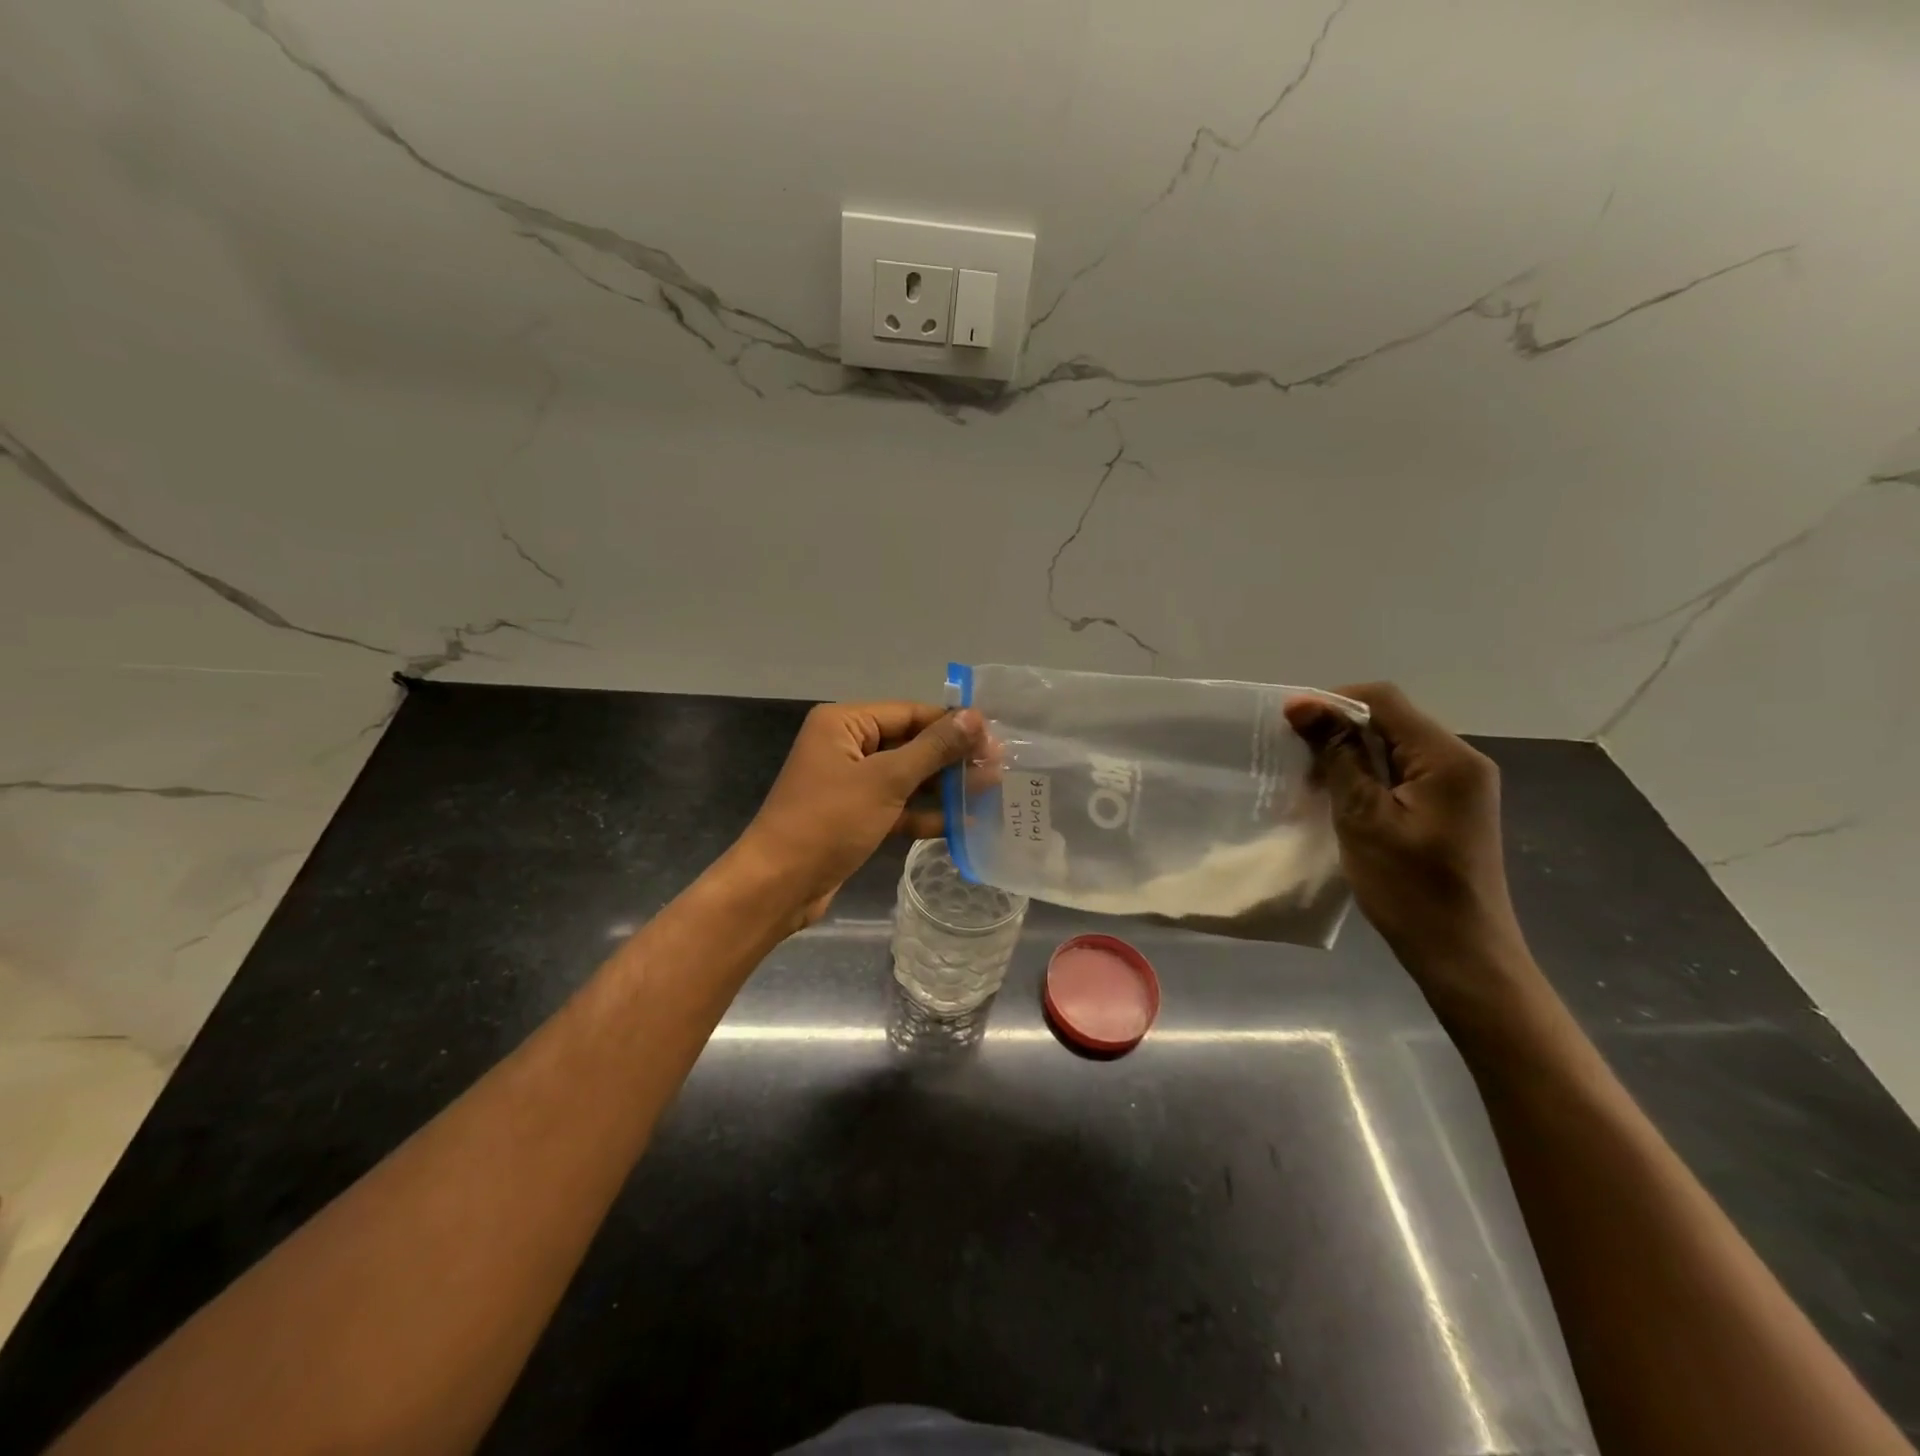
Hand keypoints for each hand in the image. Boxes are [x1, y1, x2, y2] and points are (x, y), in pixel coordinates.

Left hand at [734, 701, 983, 925]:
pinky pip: (897, 806)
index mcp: (844, 723)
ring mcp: (850, 783)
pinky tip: (962, 824)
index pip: (910, 713)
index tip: (995, 741)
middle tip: (998, 770)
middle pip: (910, 744)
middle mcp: (846, 746)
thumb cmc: (829, 822)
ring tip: (989, 794)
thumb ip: (933, 748)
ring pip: (906, 777)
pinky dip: (924, 814)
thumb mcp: (886, 780)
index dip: (953, 725)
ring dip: (943, 787)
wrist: (778, 885)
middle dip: (951, 758)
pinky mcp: (855, 816)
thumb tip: (975, 717)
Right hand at [1283, 683, 1528, 977]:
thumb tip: (1302, 704)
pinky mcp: (1448, 807)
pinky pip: (1400, 774)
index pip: (1384, 700)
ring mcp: (1458, 785)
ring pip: (1392, 748)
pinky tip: (1338, 800)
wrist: (1463, 955)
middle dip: (1337, 732)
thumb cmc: (1410, 889)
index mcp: (1447, 758)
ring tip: (1308, 784)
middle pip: (1389, 721)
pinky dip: (1366, 778)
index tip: (1287, 724)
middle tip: (1293, 760)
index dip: (1331, 702)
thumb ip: (1337, 756)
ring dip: (1348, 757)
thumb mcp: (1363, 818)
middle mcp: (1460, 761)